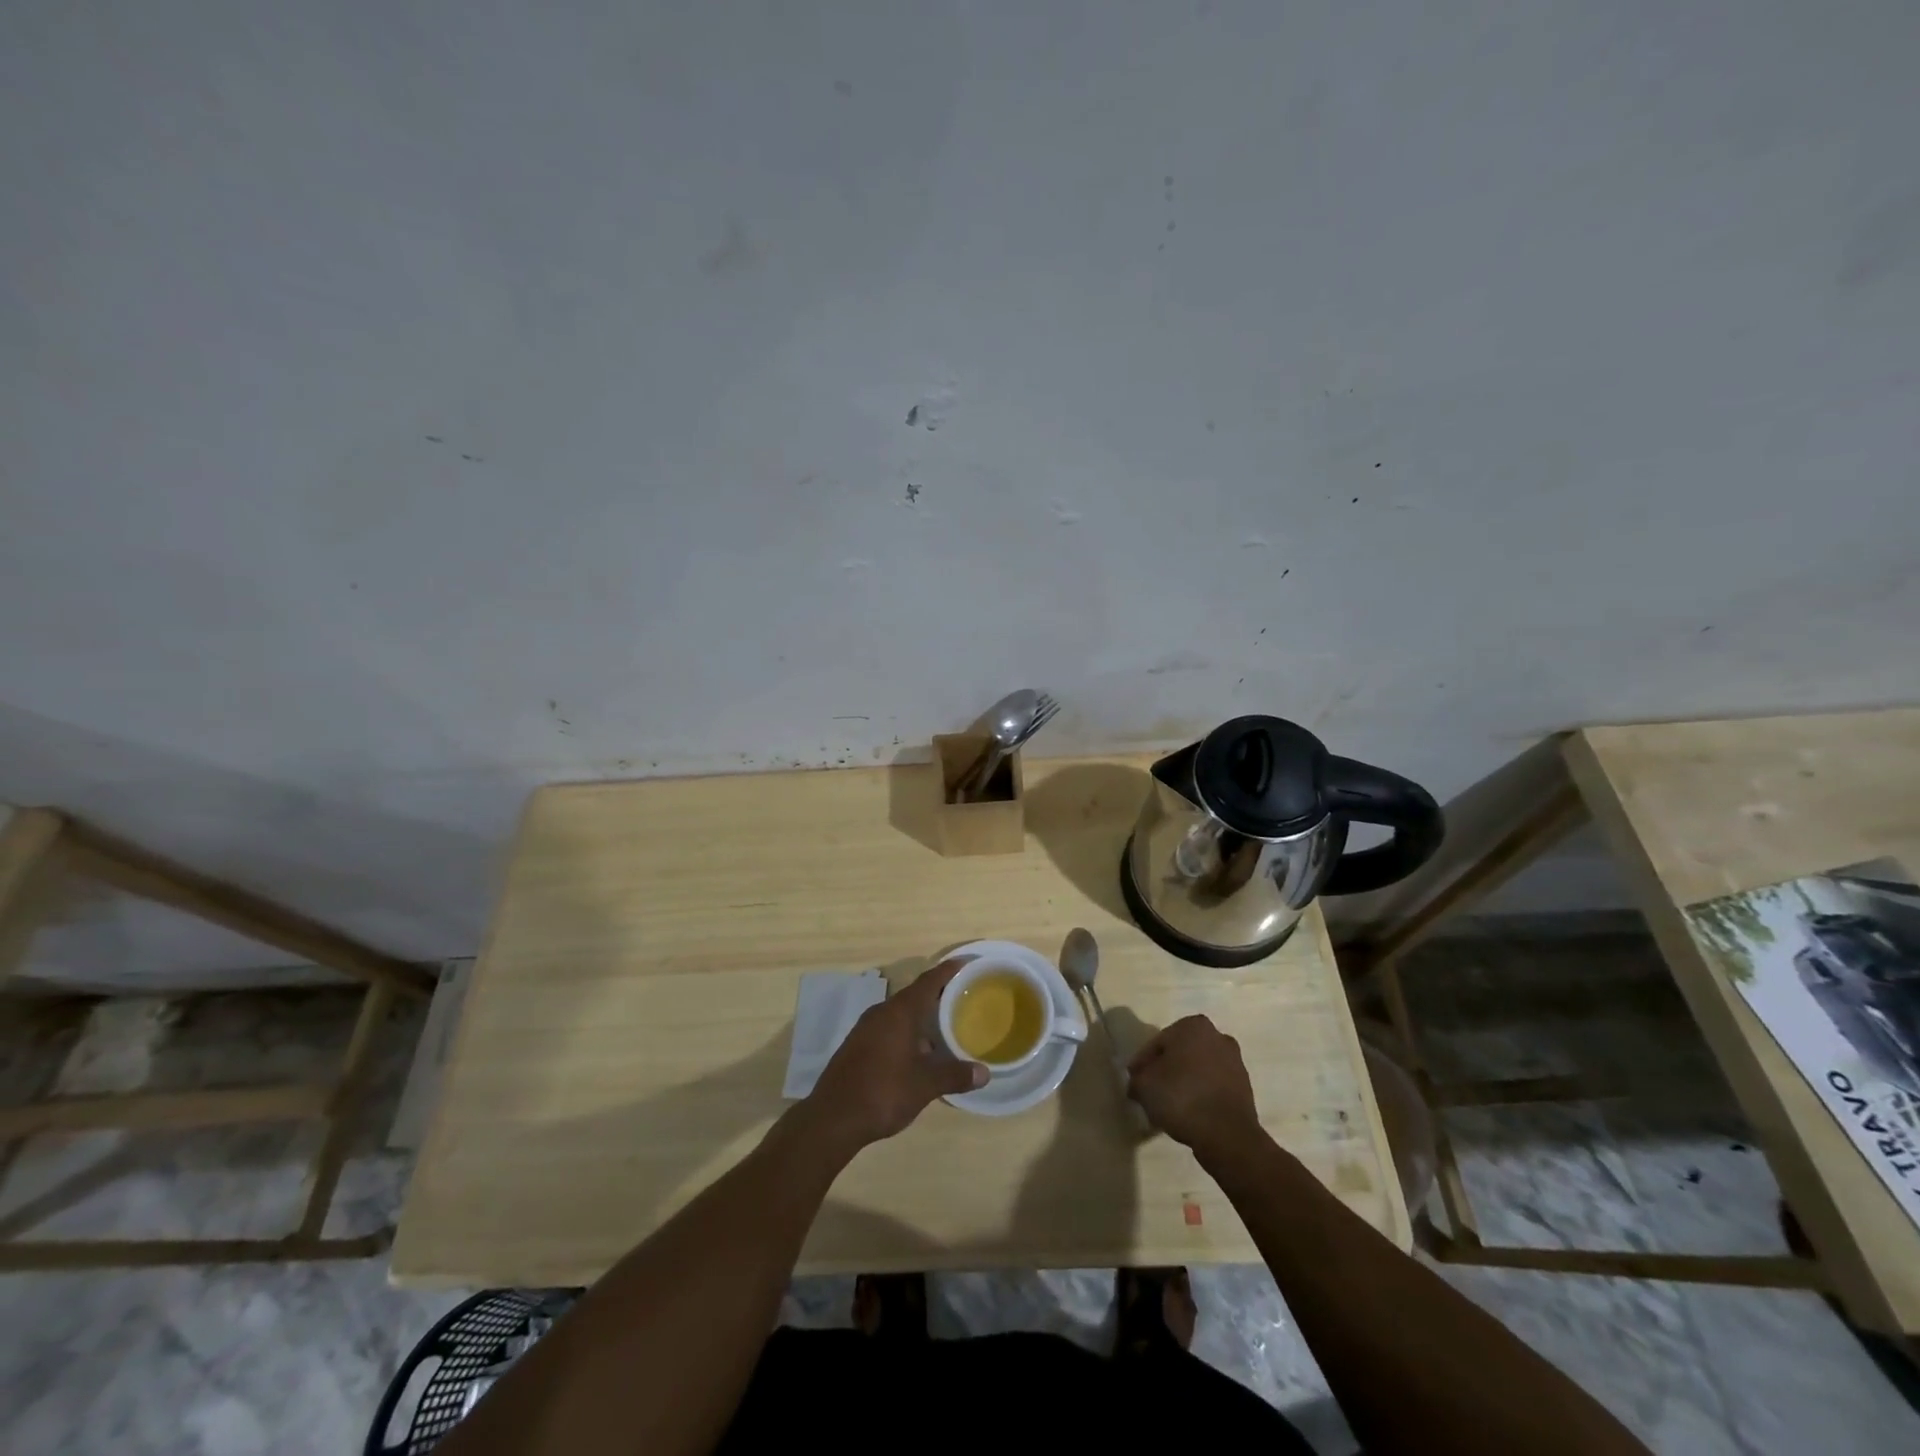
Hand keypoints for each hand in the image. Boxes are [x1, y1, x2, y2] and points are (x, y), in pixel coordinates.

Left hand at [799, 958, 987, 1154]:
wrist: (832, 1118)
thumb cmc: (883, 1092)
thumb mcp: (925, 1085)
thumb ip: (955, 1075)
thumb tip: (985, 1073)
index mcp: (899, 1012)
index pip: (928, 981)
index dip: (948, 971)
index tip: (965, 962)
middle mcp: (881, 1013)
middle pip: (914, 995)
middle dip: (937, 995)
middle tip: (962, 997)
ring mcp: (866, 1029)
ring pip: (900, 1014)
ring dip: (921, 1018)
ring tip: (945, 1026)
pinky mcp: (857, 1046)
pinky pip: (888, 1029)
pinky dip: (907, 1033)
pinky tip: (918, 1053)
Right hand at [1127, 1015, 1264, 1162]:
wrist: (1227, 1136)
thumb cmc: (1181, 1098)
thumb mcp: (1144, 1086)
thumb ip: (1136, 1079)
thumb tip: (1138, 1083)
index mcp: (1193, 1025)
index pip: (1158, 1043)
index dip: (1143, 1064)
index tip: (1135, 1082)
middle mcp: (1217, 1036)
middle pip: (1180, 1053)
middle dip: (1166, 1069)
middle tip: (1151, 1090)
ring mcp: (1235, 1062)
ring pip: (1198, 1069)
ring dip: (1184, 1082)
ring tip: (1169, 1105)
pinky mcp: (1245, 1087)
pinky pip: (1213, 1086)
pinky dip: (1201, 1094)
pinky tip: (1189, 1112)